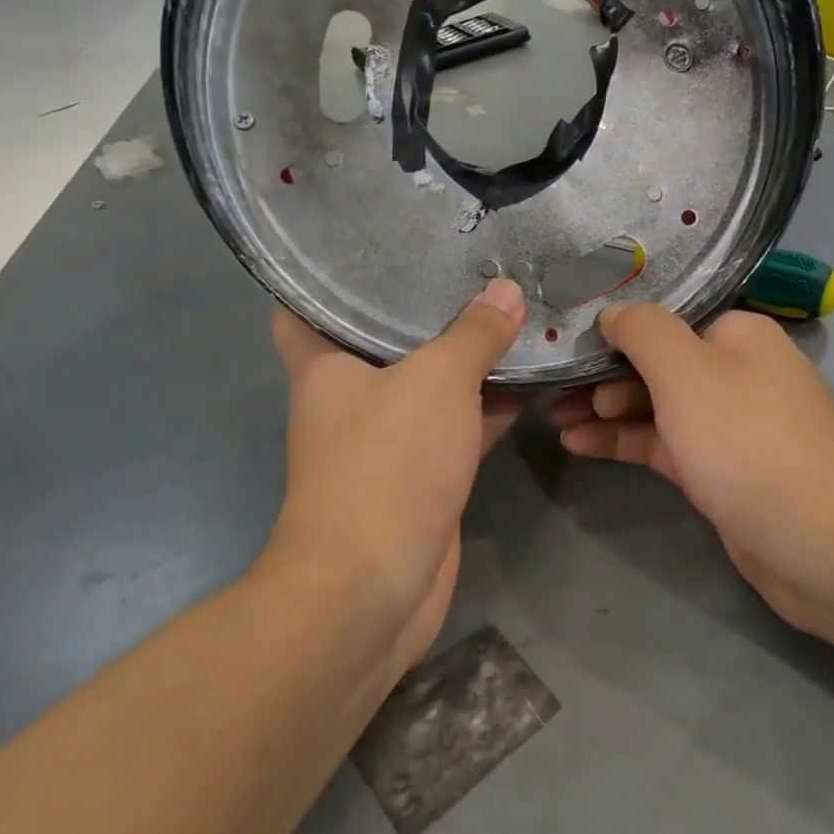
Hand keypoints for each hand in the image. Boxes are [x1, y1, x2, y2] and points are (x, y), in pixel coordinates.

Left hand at [266, 279, 526, 676]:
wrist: (376, 585)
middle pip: (382, 341)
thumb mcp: (436, 380)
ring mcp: (386, 441)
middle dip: (425, 311)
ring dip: (468, 360)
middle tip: (470, 267)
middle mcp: (349, 399)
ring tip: (515, 312)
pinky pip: (456, 426)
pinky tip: (531, 379)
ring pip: (429, 386)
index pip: (301, 307)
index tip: (371, 248)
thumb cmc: (387, 462)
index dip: (325, 279)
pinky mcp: (422, 477)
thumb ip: (474, 333)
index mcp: (324, 366)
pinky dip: (488, 406)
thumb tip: (508, 289)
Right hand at [549, 304, 833, 641]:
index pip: (666, 318)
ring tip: (553, 417)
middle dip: (603, 374)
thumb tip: (612, 310)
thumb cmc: (747, 442)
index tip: (568, 341)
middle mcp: (738, 372)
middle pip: (658, 362)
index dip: (615, 328)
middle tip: (553, 389)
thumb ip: (642, 331)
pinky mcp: (721, 471)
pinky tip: (578, 444)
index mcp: (739, 335)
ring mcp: (730, 425)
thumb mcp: (686, 371)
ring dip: (606, 410)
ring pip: (657, 406)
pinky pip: (664, 444)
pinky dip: (625, 441)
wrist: (820, 545)